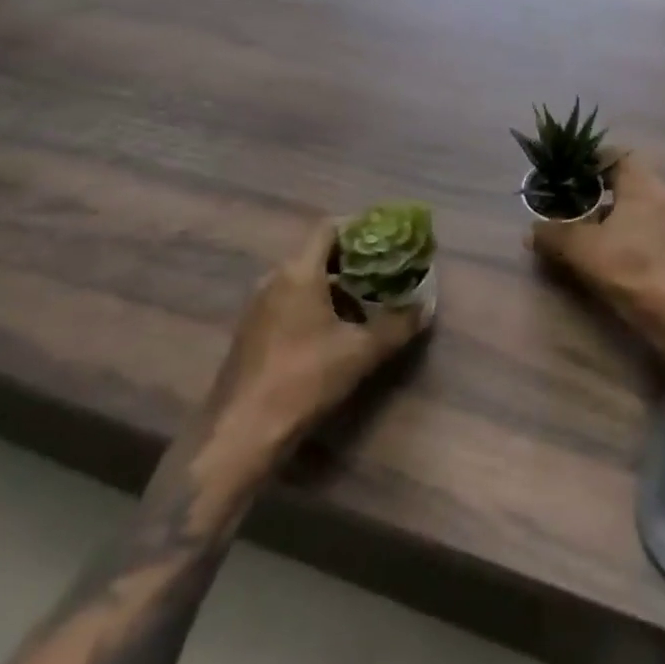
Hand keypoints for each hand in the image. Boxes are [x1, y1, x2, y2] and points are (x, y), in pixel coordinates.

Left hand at [197, 217, 428, 492]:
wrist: (239, 436)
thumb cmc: (303, 380)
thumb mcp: (361, 352)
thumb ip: (397, 325)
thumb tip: (425, 307)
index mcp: (299, 272)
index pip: (330, 228)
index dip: (360, 227)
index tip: (387, 238)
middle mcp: (274, 279)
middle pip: (318, 253)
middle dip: (353, 259)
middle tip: (386, 270)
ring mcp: (258, 306)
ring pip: (303, 279)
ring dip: (335, 285)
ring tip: (368, 301)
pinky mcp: (251, 332)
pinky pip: (289, 302)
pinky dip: (315, 304)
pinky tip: (336, 330)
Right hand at [529, 154, 664, 342]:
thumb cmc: (626, 267)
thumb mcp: (580, 248)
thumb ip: (553, 234)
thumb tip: (532, 231)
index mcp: (643, 185)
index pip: (619, 154)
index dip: (594, 157)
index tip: (572, 169)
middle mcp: (661, 193)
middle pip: (628, 175)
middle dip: (600, 182)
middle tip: (573, 193)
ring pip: (637, 198)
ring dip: (612, 204)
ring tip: (585, 218)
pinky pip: (645, 216)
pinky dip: (624, 221)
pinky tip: (605, 239)